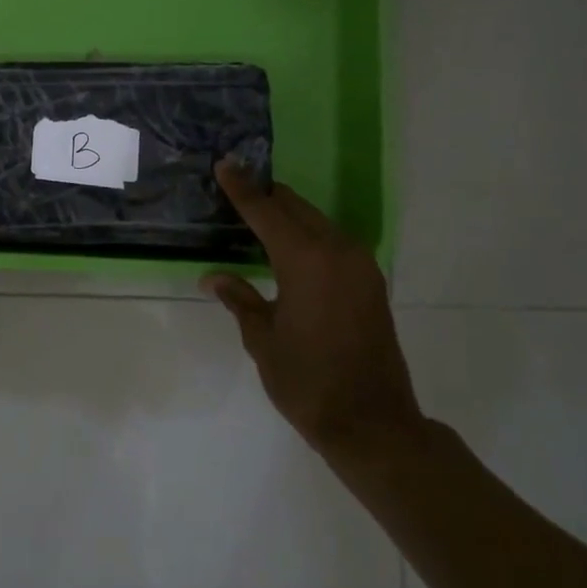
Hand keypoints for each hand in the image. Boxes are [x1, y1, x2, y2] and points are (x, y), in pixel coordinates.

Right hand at [204, 161, 421, 466]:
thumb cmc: (307, 381)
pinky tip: (286, 249)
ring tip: (255, 218)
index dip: (242, 187)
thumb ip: (239, 298)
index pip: (266, 211)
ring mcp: (360, 266)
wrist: (373, 423)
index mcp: (306, 260)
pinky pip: (332, 242)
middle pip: (295, 208)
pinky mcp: (370, 283)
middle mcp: (337, 252)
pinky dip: (306, 236)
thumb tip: (213, 277)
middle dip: (265, 196)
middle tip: (234, 190)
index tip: (225, 164)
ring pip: (316, 222)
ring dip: (287, 216)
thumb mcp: (262, 339)